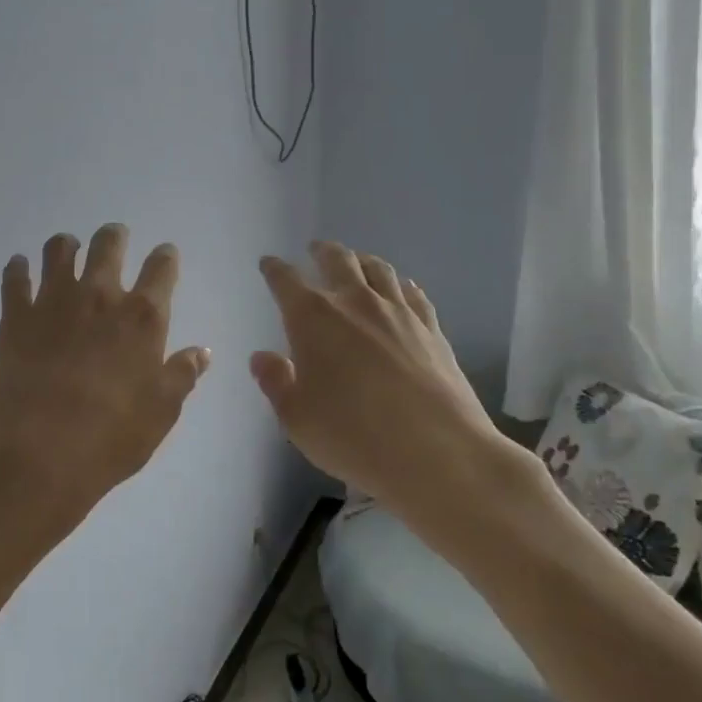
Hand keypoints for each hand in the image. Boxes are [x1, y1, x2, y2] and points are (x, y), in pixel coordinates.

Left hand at [0, 224, 210, 552]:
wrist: (38, 452)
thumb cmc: (111, 436)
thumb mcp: (161, 412)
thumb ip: (182, 375)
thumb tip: (201, 351)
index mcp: (142, 317)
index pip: (161, 270)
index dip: (165, 257)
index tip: (165, 253)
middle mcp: (99, 296)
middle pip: (108, 246)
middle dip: (114, 236)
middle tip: (115, 237)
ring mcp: (53, 301)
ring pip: (59, 250)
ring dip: (66, 245)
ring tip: (68, 247)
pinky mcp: (15, 316)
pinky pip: (14, 278)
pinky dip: (17, 268)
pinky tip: (19, 266)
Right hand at [251, 242, 519, 510]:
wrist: (438, 452)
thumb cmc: (353, 436)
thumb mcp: (297, 418)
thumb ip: (276, 382)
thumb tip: (263, 356)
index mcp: (313, 318)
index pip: (286, 281)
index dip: (274, 270)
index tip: (268, 263)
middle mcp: (355, 302)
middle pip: (338, 260)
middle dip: (322, 252)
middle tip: (315, 249)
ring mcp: (398, 312)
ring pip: (379, 269)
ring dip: (362, 260)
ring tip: (357, 261)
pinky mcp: (431, 328)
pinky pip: (413, 292)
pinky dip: (400, 283)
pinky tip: (401, 289)